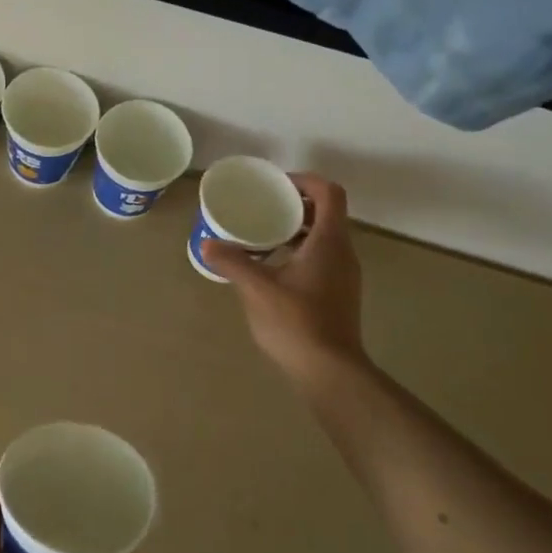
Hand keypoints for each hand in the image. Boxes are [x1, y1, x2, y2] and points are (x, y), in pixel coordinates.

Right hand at [202, 173, 367, 385]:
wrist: (330, 371)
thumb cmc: (297, 322)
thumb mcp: (257, 289)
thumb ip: (232, 262)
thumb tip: (207, 243)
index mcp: (329, 241)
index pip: (329, 193)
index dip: (305, 181)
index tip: (276, 186)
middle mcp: (343, 252)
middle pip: (327, 213)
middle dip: (296, 204)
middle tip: (264, 206)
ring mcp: (344, 275)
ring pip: (324, 237)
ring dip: (297, 229)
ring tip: (263, 235)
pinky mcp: (339, 294)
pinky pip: (322, 258)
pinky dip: (300, 251)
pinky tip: (273, 268)